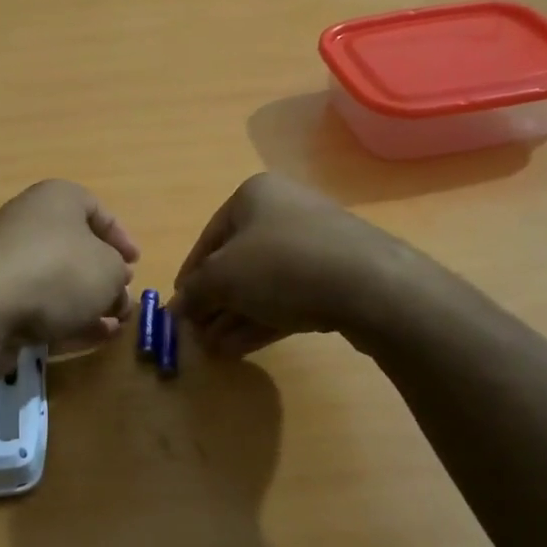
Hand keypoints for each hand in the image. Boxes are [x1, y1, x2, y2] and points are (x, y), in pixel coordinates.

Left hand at [0, 180, 138, 352]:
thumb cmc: (58, 271)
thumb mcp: (109, 270)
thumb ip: (118, 277)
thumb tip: (114, 288)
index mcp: (57, 199)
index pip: (96, 209)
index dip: (120, 237)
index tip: (135, 263)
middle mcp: (30, 223)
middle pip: (76, 248)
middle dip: (104, 277)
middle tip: (123, 300)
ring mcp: (10, 262)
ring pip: (59, 282)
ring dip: (89, 303)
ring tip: (114, 326)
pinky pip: (40, 306)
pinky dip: (66, 320)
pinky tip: (91, 338)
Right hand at [171, 173, 410, 357]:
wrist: (369, 285)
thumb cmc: (281, 265)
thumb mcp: (222, 277)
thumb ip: (195, 291)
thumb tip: (177, 307)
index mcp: (254, 196)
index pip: (208, 238)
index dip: (190, 276)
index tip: (180, 310)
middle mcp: (284, 211)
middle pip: (237, 262)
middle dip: (215, 302)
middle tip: (199, 336)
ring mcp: (314, 243)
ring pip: (263, 283)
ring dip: (236, 317)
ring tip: (217, 351)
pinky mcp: (336, 275)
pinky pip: (290, 296)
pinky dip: (263, 319)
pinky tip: (242, 348)